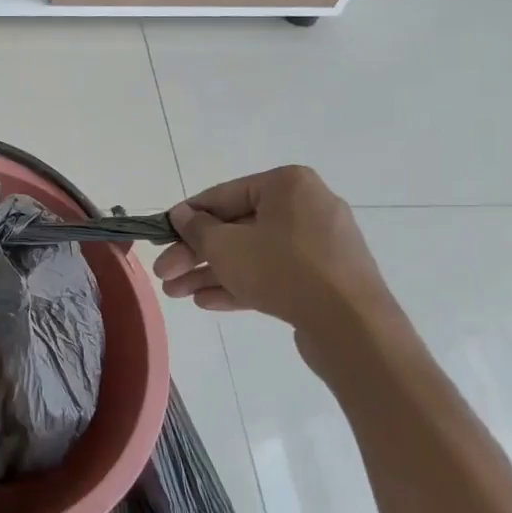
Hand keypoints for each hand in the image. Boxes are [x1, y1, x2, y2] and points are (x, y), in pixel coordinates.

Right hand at [153, 166, 396, 338]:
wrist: (351, 326)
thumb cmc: (282, 270)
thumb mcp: (225, 246)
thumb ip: (197, 228)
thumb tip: (181, 215)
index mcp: (286, 186)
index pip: (221, 196)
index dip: (185, 219)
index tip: (160, 239)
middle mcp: (305, 207)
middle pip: (235, 228)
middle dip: (195, 254)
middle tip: (164, 276)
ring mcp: (318, 245)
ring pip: (252, 254)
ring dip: (211, 273)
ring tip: (177, 294)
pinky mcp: (323, 278)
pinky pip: (273, 274)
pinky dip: (241, 284)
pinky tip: (206, 302)